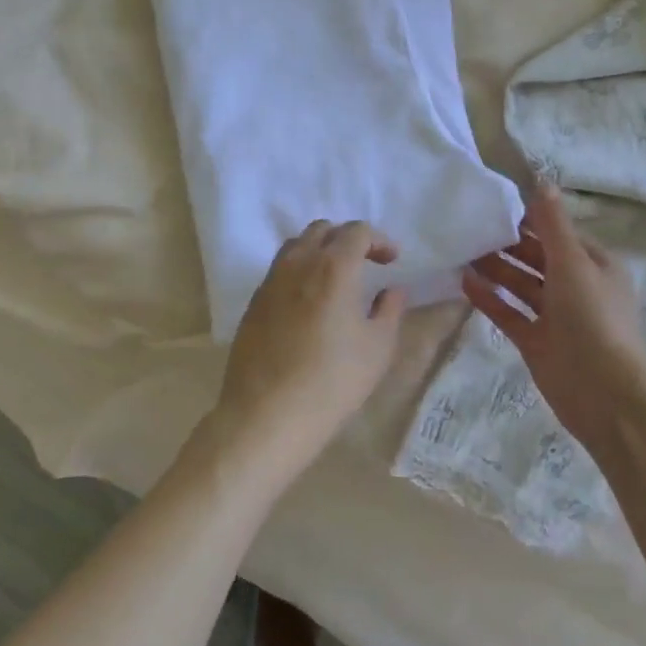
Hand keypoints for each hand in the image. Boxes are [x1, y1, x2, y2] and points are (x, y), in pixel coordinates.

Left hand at [200, 221, 406, 490]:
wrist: (267, 414)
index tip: (391, 261)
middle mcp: (298, 264)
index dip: (379, 240)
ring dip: (319, 252)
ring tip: (335, 280)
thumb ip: (390, 310)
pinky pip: (278, 272)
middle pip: (321, 231)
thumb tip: (392, 290)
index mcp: (333, 267)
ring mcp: (269, 282)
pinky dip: (298, 273)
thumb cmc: (333, 381)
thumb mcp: (378, 348)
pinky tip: (308, 304)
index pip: (356, 231)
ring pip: (295, 247)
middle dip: (347, 239)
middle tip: (365, 264)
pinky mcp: (253, 304)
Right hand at [460, 185, 645, 461]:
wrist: (604, 395)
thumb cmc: (593, 319)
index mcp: (594, 265)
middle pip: (537, 257)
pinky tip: (464, 282)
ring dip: (495, 268)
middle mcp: (576, 287)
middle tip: (470, 226)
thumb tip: (542, 180)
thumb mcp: (573, 264)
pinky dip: (490, 298)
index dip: (530, 218)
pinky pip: (509, 313)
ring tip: (461, 250)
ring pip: (521, 285)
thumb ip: (552, 225)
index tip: (494, 203)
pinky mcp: (536, 341)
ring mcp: (555, 316)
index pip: (558, 232)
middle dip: (508, 242)